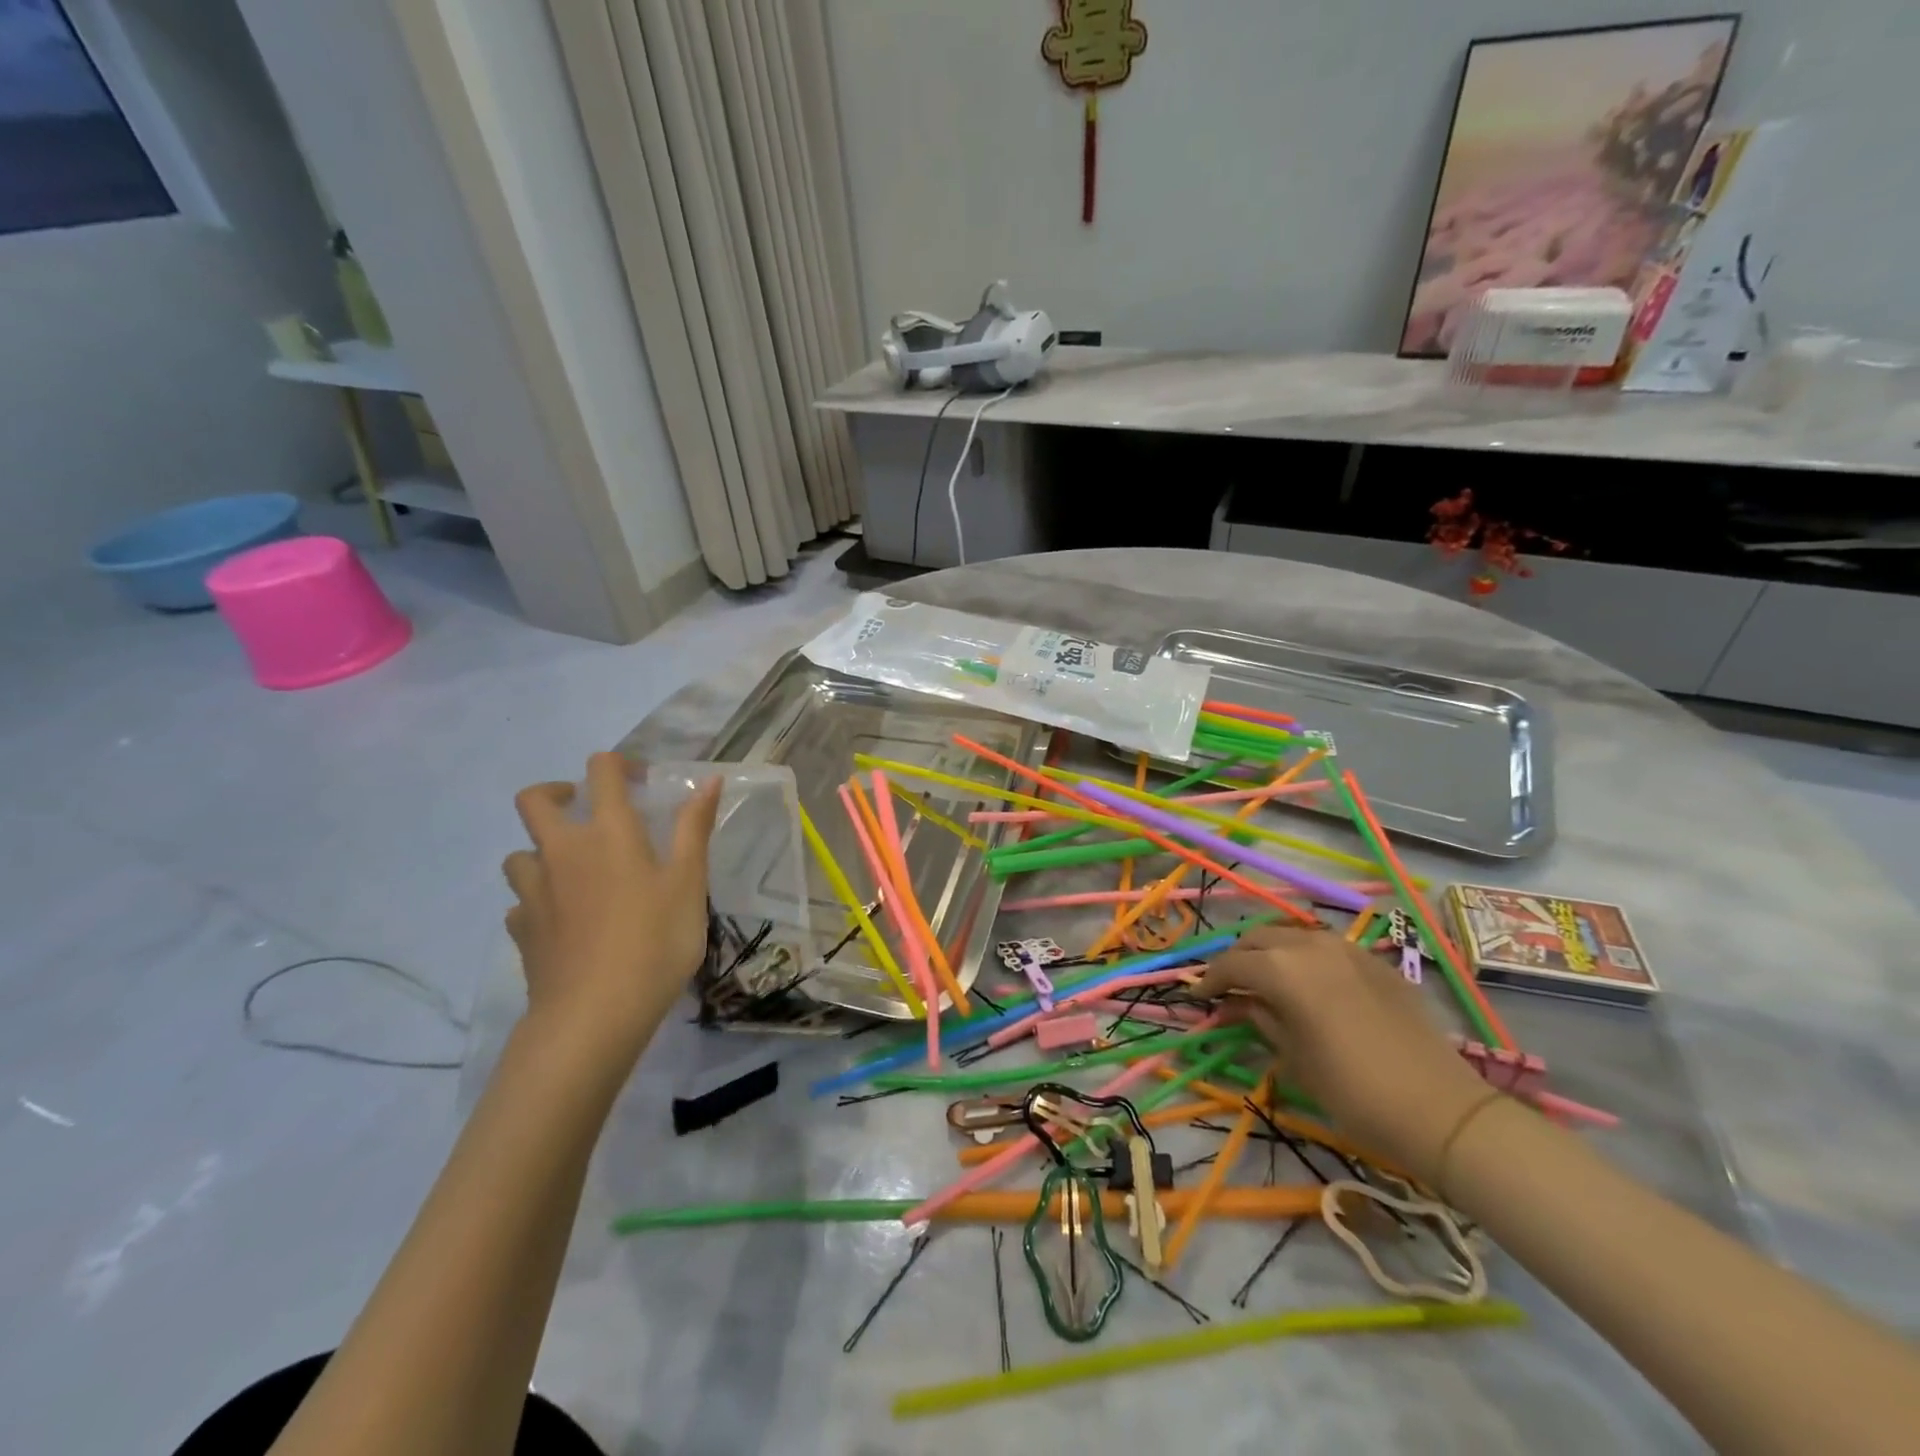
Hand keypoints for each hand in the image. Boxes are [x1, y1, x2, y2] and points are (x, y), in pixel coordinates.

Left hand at [503, 753, 720, 1059]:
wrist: (594, 1015)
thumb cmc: (655, 941)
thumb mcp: (689, 883)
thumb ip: (694, 829)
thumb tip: (709, 780)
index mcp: (608, 832)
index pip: (601, 771)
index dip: (618, 765)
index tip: (640, 782)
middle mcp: (562, 851)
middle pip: (535, 800)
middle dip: (558, 794)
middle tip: (587, 812)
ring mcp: (534, 891)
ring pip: (519, 853)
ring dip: (542, 851)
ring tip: (574, 871)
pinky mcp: (521, 930)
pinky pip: (520, 903)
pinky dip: (538, 900)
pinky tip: (562, 920)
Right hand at [1200, 926, 1491, 1182]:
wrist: (1439, 1109)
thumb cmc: (1352, 1090)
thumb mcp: (1293, 1057)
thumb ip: (1259, 1018)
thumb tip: (1236, 1004)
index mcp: (1283, 969)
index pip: (1231, 964)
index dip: (1210, 980)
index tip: (1200, 998)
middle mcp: (1311, 945)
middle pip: (1260, 939)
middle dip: (1239, 960)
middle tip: (1231, 988)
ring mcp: (1348, 949)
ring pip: (1294, 935)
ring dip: (1273, 953)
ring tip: (1267, 981)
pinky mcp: (1376, 962)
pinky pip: (1328, 947)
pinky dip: (1307, 958)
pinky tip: (1312, 985)